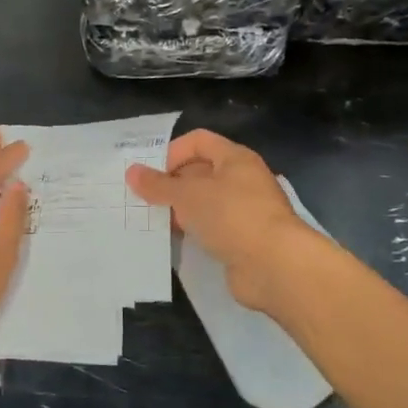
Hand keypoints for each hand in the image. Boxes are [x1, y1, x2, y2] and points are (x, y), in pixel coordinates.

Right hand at [127, 129, 308, 313]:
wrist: (275, 266)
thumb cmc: (232, 216)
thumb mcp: (188, 195)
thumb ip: (159, 185)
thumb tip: (132, 172)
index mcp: (235, 158)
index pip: (198, 141)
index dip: (172, 153)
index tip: (150, 175)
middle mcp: (243, 179)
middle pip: (201, 171)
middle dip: (172, 183)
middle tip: (144, 199)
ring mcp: (245, 211)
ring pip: (206, 202)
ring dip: (182, 209)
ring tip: (154, 220)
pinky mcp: (244, 239)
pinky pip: (212, 227)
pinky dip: (194, 231)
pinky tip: (176, 240)